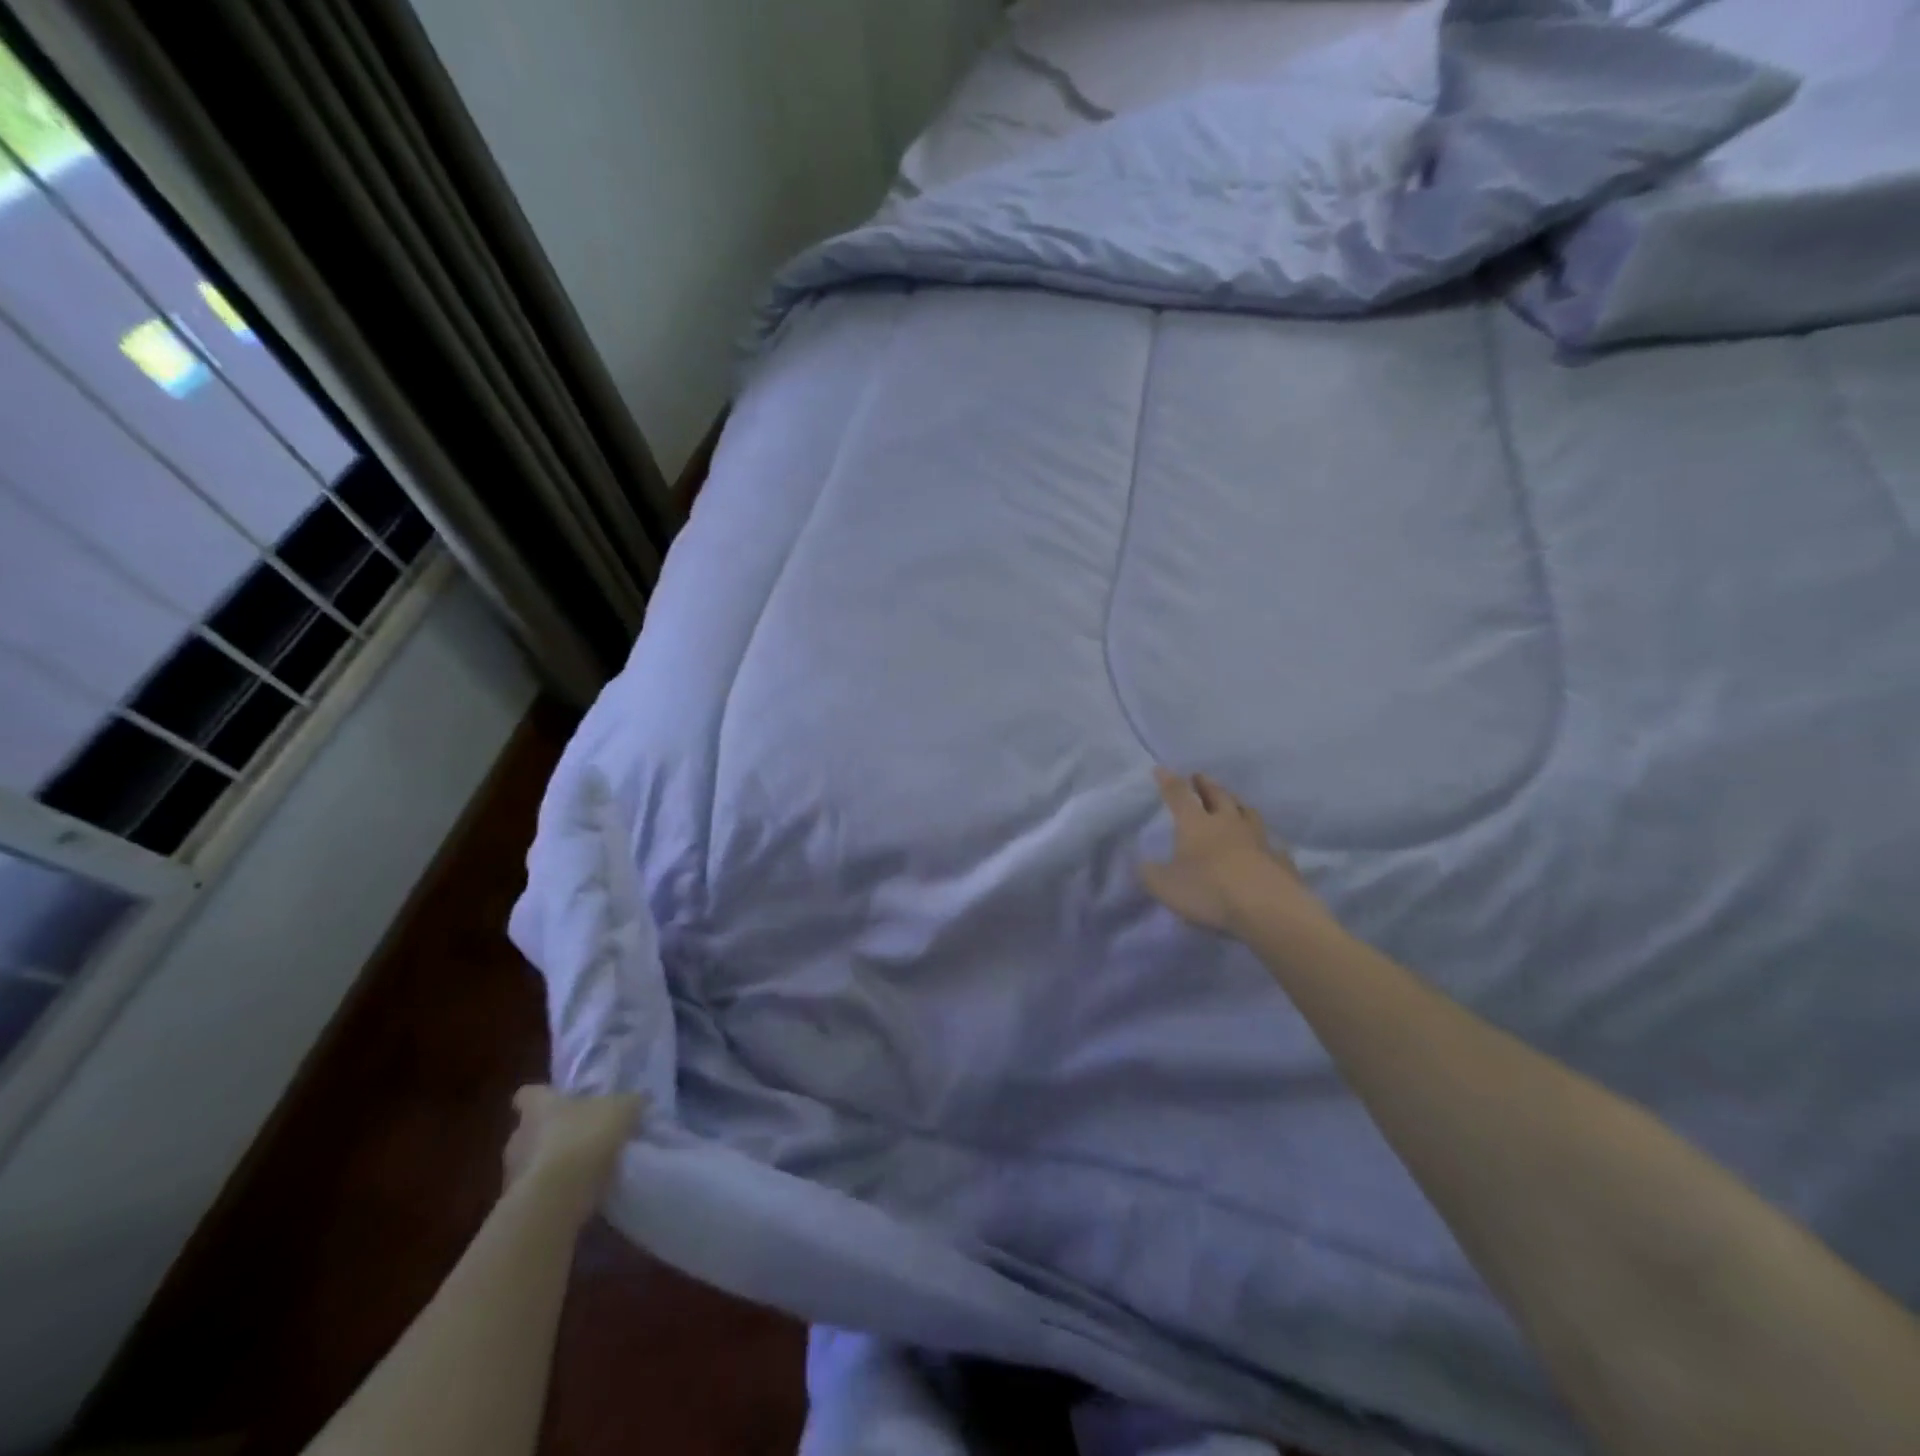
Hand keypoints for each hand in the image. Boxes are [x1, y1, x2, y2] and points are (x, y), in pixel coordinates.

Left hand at [503, 1086, 644, 1221]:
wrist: (556, 1199)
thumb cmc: (585, 1138)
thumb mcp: (622, 1109)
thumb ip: (629, 1101)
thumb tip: (638, 1098)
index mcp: (538, 1107)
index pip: (528, 1094)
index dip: (542, 1096)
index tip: (558, 1101)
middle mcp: (518, 1136)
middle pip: (529, 1130)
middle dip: (550, 1134)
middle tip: (580, 1136)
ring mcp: (513, 1173)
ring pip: (531, 1162)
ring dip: (551, 1165)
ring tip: (580, 1170)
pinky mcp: (517, 1205)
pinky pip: (537, 1192)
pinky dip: (553, 1192)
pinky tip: (577, 1195)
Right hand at [1139, 768, 1324, 937]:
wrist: (1266, 907)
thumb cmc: (1209, 890)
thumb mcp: (1166, 886)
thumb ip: (1152, 874)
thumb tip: (1144, 864)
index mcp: (1196, 824)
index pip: (1179, 795)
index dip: (1168, 781)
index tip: (1161, 769)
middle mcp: (1227, 823)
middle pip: (1217, 795)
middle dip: (1206, 784)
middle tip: (1199, 777)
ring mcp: (1257, 838)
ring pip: (1247, 812)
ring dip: (1237, 803)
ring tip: (1233, 801)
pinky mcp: (1279, 859)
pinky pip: (1271, 843)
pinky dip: (1264, 839)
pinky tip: (1266, 844)